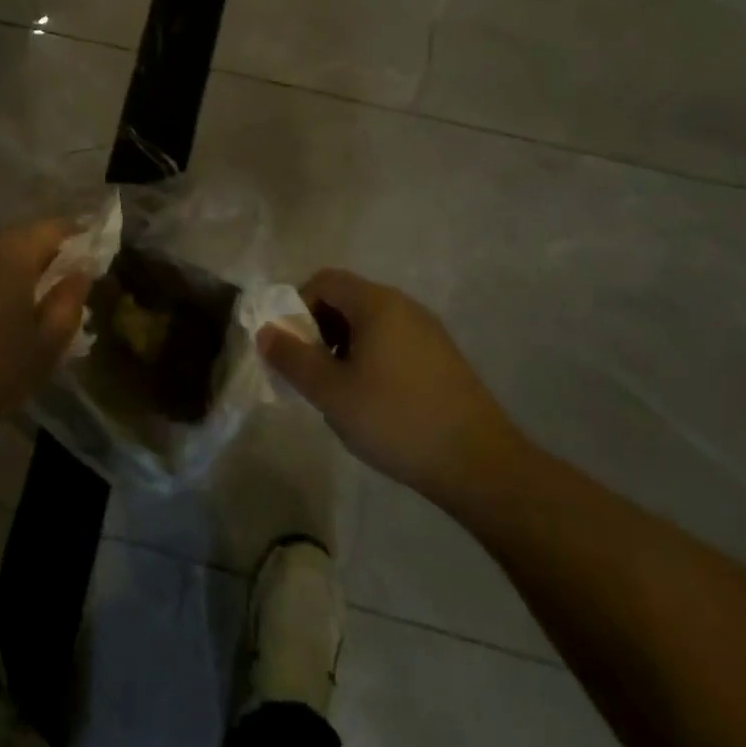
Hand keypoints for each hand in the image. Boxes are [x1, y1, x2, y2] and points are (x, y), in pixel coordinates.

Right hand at [256, 270, 526, 510]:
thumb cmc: (396, 420)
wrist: (480, 464)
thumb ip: (292, 358)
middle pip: (347, 300)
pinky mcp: (443, 358)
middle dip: (319, 330)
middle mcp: (404, 306)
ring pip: (370, 324)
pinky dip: (371, 359)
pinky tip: (374, 402)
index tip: (292, 348)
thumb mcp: (331, 392)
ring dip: (344, 348)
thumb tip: (265, 331)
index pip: (324, 281)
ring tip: (340, 392)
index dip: (297, 307)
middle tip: (312, 373)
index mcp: (377, 304)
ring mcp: (428, 331)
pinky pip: (393, 342)